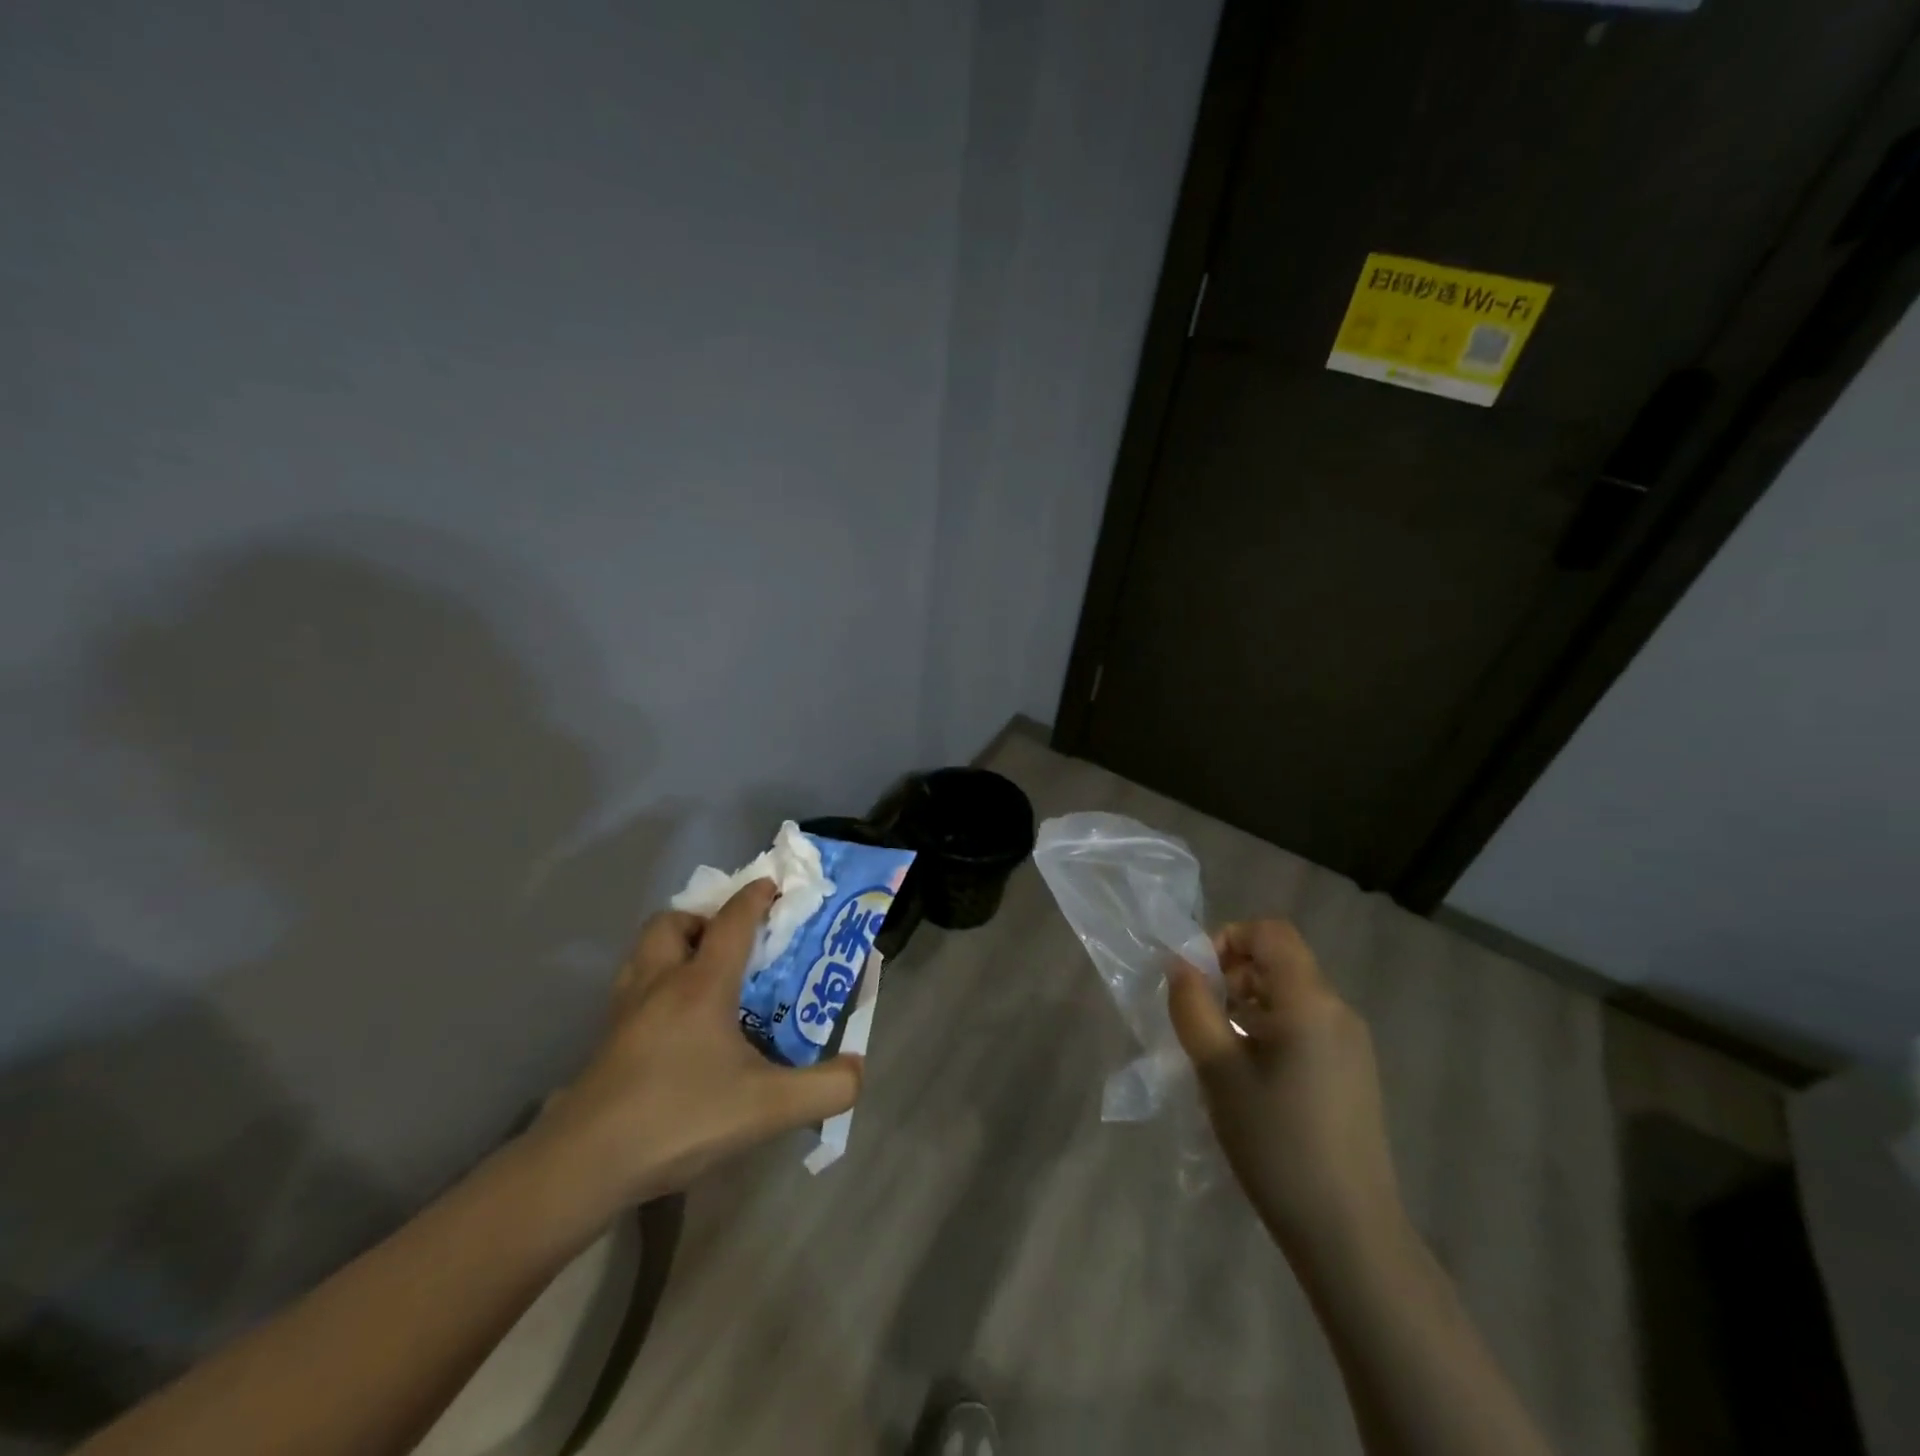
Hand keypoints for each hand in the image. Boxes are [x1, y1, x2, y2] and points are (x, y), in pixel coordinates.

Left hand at [533, 879, 862, 1216]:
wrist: (585, 1164)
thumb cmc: (680, 1118)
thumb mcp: (768, 1108)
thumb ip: (826, 1088)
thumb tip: (858, 1068)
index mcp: (701, 984)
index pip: (732, 921)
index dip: (755, 897)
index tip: (772, 885)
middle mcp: (660, 982)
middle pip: (673, 922)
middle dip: (703, 917)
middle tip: (730, 943)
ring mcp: (625, 1009)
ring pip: (644, 949)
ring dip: (673, 944)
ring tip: (701, 973)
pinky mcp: (605, 1038)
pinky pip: (632, 985)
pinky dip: (654, 980)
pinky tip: (670, 1020)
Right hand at [1168, 920, 1402, 1258]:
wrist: (1348, 1232)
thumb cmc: (1276, 1142)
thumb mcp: (1218, 1070)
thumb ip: (1193, 1006)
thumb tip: (1180, 964)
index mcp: (1310, 1001)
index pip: (1270, 932)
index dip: (1228, 938)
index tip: (1197, 977)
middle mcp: (1338, 1010)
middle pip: (1279, 961)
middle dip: (1231, 973)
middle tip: (1200, 1016)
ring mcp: (1351, 1043)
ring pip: (1290, 994)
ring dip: (1247, 1002)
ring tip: (1217, 1048)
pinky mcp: (1353, 1072)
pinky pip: (1305, 1025)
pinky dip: (1269, 1028)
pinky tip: (1249, 1074)